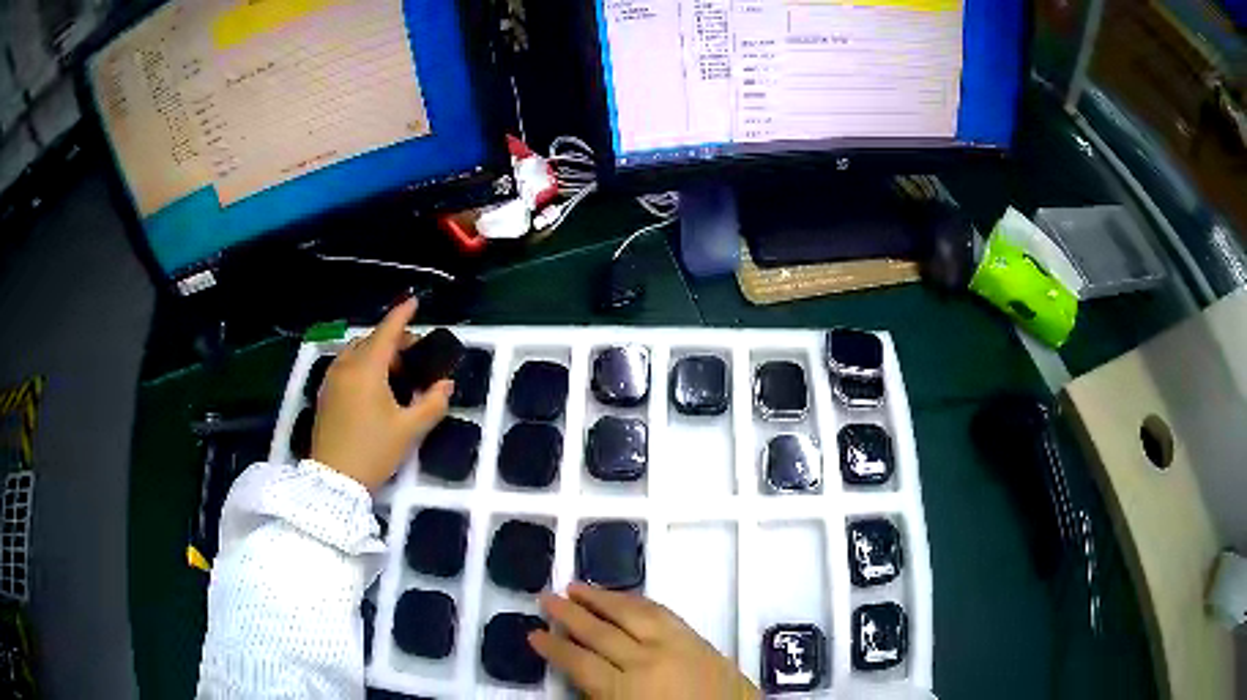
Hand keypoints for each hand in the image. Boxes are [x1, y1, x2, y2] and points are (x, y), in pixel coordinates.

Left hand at [311, 298, 451, 489]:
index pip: (386, 332)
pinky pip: (345, 366)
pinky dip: (362, 364)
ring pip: (355, 352)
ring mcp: (331, 380)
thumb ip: (432, 403)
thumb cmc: (373, 451)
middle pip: (370, 340)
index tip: (414, 301)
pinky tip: (374, 386)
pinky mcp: (325, 394)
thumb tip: (446, 385)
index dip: (402, 315)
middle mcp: (345, 366)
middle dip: (392, 339)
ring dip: (375, 352)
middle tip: (413, 354)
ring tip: (394, 372)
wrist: (333, 480)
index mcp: (367, 369)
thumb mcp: (408, 430)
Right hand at [529, 583, 759, 698]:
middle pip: (600, 632)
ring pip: (630, 613)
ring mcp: (675, 645)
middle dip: (570, 614)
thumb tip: (580, 673)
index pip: (579, 663)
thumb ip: (601, 696)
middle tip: (546, 597)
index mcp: (625, 690)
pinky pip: (662, 612)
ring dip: (601, 598)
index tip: (533, 634)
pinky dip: (638, 601)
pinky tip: (626, 598)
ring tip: (576, 587)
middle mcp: (646, 661)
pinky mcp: (699, 638)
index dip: (553, 648)